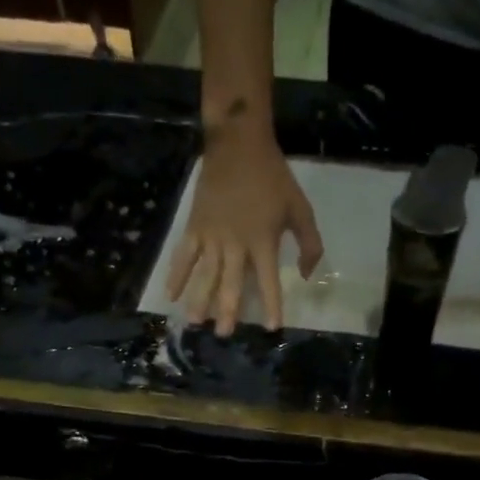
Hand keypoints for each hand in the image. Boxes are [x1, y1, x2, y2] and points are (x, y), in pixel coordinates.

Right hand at [164, 120, 321, 335]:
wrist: (237, 144)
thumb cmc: (273, 178)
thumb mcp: (300, 208)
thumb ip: (309, 244)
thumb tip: (306, 274)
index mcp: (263, 241)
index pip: (268, 281)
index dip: (271, 305)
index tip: (271, 328)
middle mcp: (236, 244)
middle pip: (231, 283)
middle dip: (228, 310)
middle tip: (224, 334)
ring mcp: (212, 236)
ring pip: (205, 274)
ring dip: (200, 299)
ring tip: (195, 322)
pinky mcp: (195, 227)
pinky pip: (184, 255)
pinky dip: (177, 275)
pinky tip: (170, 294)